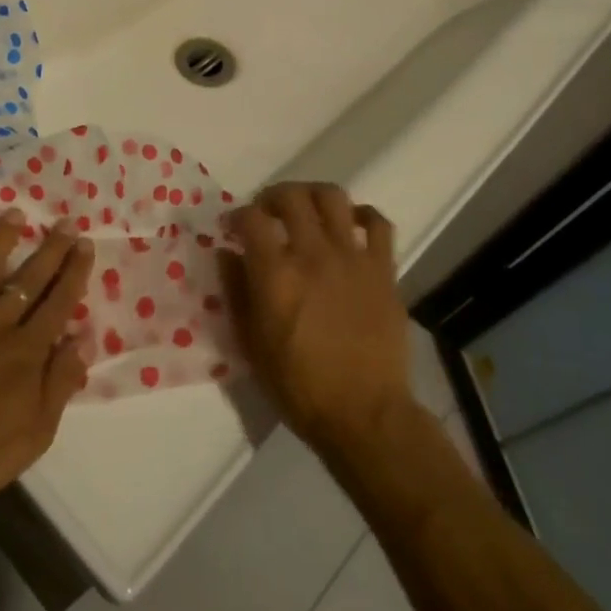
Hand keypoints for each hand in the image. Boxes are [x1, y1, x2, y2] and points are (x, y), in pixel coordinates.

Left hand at [0, 211, 93, 513]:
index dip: (74, 272)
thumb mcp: (37, 431)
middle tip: (65, 222)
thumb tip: (84, 339)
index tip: (85, 244)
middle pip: (28, 280)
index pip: (58, 302)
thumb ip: (60, 382)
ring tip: (14, 213)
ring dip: (0, 241)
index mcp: (26, 350)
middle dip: (50, 250)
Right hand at [220, 183, 411, 452]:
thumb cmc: (299, 385)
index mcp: (275, 274)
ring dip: (313, 195)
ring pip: (333, 197)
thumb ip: (235, 291)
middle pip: (291, 196)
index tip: (233, 229)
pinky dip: (363, 215)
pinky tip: (351, 225)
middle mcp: (312, 254)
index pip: (250, 217)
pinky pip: (379, 223)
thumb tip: (226, 253)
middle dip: (272, 196)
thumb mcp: (250, 344)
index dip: (237, 215)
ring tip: (306, 210)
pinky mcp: (384, 270)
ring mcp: (352, 258)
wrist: (365, 415)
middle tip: (267, 212)